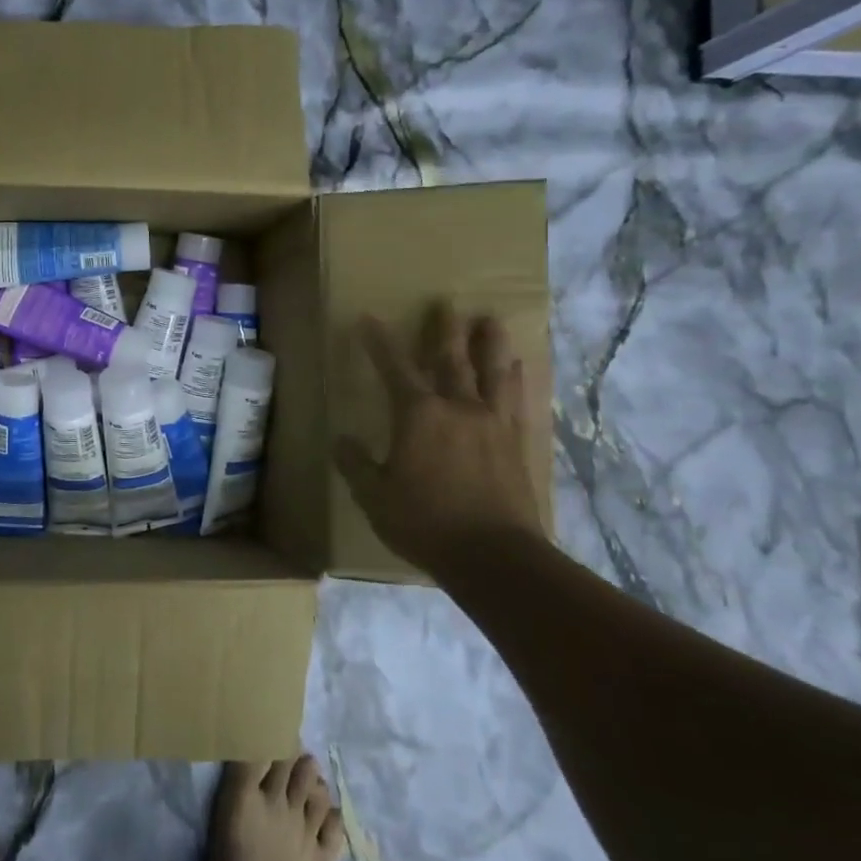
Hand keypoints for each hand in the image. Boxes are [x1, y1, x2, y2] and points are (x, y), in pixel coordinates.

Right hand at [333, 301, 541, 574]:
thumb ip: (356, 465)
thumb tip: (342, 441)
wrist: (494, 556)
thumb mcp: (375, 497)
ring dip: (490, 343)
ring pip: (492, 372)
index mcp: (418, 415)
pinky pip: (516, 401)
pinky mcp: (516, 443)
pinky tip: (518, 369)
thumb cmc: (425, 523)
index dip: (379, 342)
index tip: (369, 318)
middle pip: (451, 359)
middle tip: (446, 303)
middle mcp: (458, 408)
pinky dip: (515, 380)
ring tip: (491, 320)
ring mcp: (492, 424)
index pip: (394, 368)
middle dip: (444, 330)